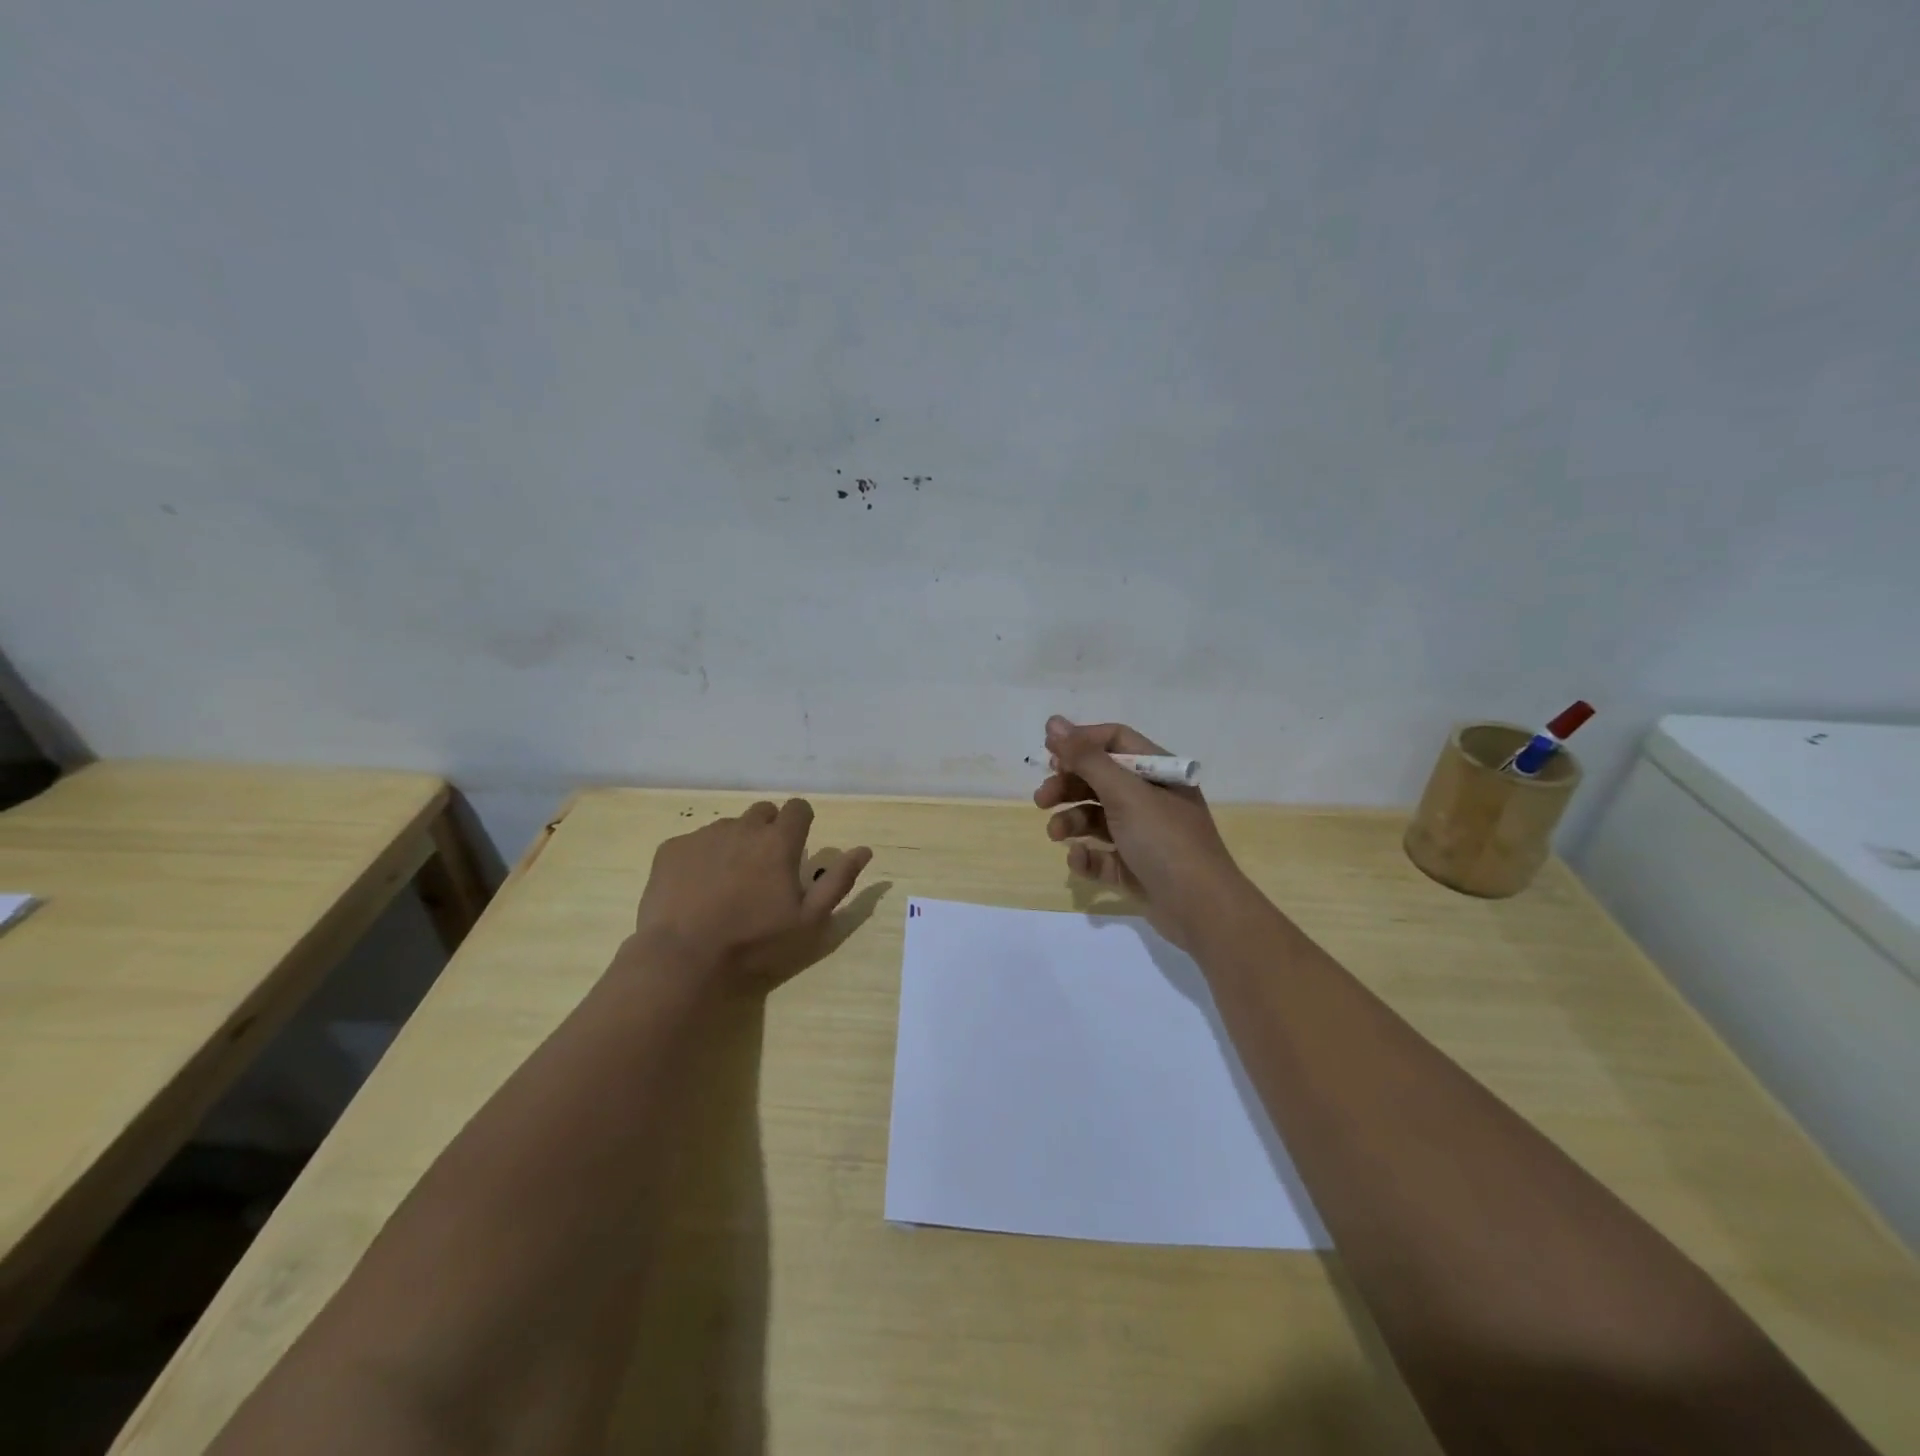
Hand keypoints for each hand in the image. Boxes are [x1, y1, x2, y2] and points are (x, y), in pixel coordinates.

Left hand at [629, 799, 872, 993]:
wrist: (683, 958)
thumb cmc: (754, 942)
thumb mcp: (809, 920)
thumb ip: (838, 880)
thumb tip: (864, 850)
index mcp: (778, 841)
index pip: (798, 808)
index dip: (801, 824)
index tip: (796, 849)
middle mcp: (742, 827)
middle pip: (762, 813)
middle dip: (768, 832)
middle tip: (763, 870)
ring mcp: (703, 836)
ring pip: (728, 827)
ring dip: (735, 845)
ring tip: (727, 884)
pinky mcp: (671, 849)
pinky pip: (694, 843)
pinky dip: (701, 858)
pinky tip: (696, 890)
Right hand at [1034, 715, 1250, 948]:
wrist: (1201, 910)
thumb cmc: (1165, 840)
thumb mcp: (1124, 793)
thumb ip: (1086, 758)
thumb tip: (1053, 722)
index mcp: (1157, 772)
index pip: (1115, 742)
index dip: (1081, 742)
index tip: (1048, 752)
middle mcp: (1151, 798)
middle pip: (1100, 779)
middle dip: (1068, 786)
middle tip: (1042, 798)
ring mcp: (1143, 834)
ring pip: (1096, 818)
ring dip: (1071, 821)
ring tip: (1055, 833)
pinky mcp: (1134, 867)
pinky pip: (1101, 854)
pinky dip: (1086, 855)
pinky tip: (1079, 860)